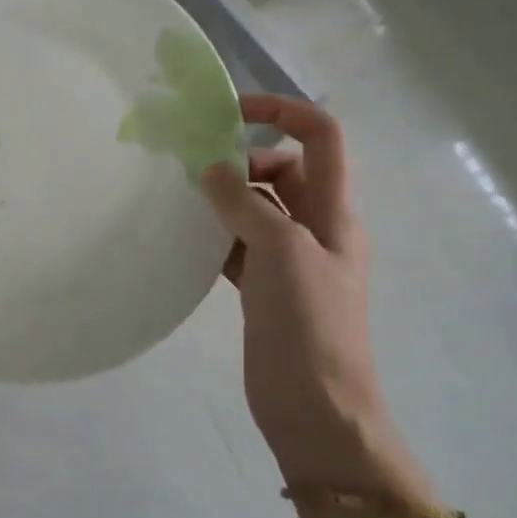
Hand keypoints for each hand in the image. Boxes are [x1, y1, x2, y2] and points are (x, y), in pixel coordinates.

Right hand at [202, 95, 387, 470]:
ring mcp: (288, 259)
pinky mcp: (263, 287)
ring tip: (182, 199)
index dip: (284, 111)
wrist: (315, 406)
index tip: (232, 112)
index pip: (321, 136)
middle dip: (243, 159)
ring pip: (255, 207)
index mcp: (334, 211)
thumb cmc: (310, 323)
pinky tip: (184, 238)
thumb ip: (247, 205)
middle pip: (284, 169)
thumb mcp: (282, 252)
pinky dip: (214, 234)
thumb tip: (212, 169)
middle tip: (197, 172)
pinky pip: (237, 244)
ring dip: (224, 197)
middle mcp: (315, 227)